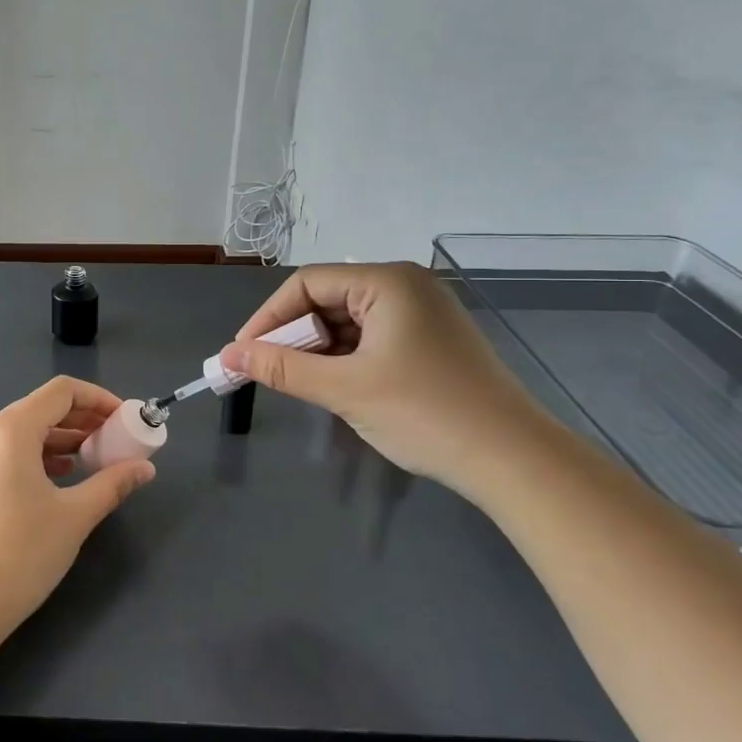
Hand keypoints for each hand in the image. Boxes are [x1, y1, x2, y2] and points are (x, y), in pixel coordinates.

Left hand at [0, 376, 155, 644]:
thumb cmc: (20, 553)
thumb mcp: (75, 516)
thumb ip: (112, 484)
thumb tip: (145, 468)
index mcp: (9, 429)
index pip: (61, 391)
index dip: (99, 399)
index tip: (126, 420)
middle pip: (41, 409)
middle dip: (83, 421)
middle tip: (116, 442)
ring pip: (24, 432)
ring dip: (62, 440)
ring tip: (94, 461)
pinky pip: (7, 453)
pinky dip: (38, 457)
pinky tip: (60, 479)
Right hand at [219, 262, 550, 493]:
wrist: (513, 460)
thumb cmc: (424, 413)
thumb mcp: (344, 389)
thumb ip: (280, 368)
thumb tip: (228, 356)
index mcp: (388, 281)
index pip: (307, 283)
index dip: (268, 317)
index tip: (243, 354)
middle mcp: (406, 286)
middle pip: (328, 299)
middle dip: (292, 336)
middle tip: (266, 372)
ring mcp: (423, 314)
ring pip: (348, 322)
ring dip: (317, 350)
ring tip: (296, 383)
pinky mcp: (431, 342)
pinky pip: (372, 339)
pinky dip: (345, 359)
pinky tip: (333, 385)